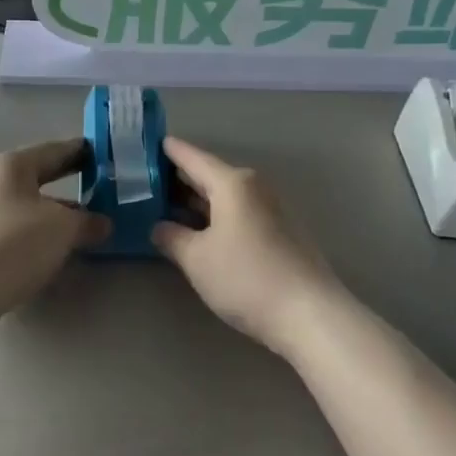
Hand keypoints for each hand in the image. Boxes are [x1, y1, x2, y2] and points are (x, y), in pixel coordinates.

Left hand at [0, 140, 107, 320]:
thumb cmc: (15, 244)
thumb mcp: (64, 229)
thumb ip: (88, 221)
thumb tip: (103, 223)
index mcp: (10, 165)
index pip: (54, 150)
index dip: (81, 152)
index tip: (104, 154)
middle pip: (36, 176)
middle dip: (67, 182)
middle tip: (98, 185)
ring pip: (24, 204)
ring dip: (52, 211)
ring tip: (81, 223)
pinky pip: (12, 228)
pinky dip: (34, 232)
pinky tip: (51, 248)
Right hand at [153, 138, 344, 353]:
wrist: (309, 313)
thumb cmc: (246, 277)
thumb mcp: (196, 259)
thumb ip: (172, 237)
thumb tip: (159, 226)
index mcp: (232, 183)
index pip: (193, 158)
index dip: (170, 151)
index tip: (150, 142)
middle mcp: (253, 187)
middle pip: (210, 175)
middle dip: (180, 178)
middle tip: (147, 179)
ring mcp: (270, 209)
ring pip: (224, 196)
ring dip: (197, 200)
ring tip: (165, 205)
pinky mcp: (279, 232)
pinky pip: (238, 213)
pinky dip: (215, 215)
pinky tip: (199, 230)